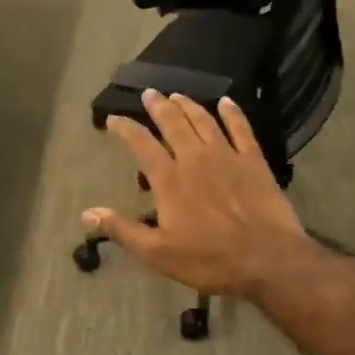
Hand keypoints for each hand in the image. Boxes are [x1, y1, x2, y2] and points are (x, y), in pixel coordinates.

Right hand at [84, 91, 313, 298]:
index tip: (113, 118)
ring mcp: (228, 156)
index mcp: (169, 180)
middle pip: (173, 124)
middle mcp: (195, 159)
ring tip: (177, 95)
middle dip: (158, 107)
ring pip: (204, 121)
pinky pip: (241, 129)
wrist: (267, 259)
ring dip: (189, 105)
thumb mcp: (157, 253)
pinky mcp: (254, 162)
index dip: (125, 129)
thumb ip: (122, 230)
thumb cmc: (208, 259)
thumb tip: (87, 213)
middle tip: (149, 94)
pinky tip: (226, 102)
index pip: (141, 145)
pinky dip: (232, 113)